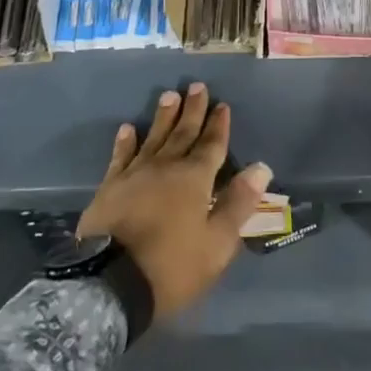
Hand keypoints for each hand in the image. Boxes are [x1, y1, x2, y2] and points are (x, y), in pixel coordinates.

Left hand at [77, 82, 272, 323]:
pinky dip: (125, 142)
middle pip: (183, 133)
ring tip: (169, 95)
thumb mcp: (217, 243)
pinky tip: (128, 128)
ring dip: (163, 117)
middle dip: (192, 110)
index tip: (222, 104)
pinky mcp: (109, 188)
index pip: (212, 145)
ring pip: (153, 138)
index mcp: (195, 179)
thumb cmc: (172, 267)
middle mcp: (166, 167)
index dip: (218, 125)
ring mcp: (134, 175)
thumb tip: (261, 167)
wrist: (110, 284)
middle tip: (196, 86)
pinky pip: (120, 157)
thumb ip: (238, 203)